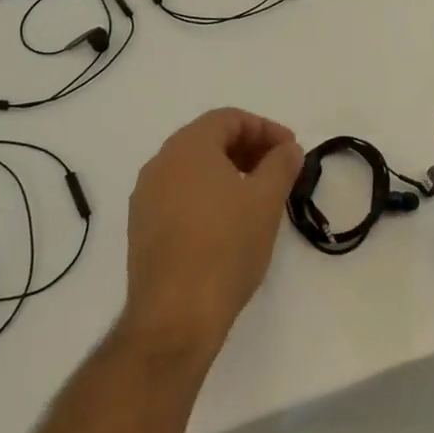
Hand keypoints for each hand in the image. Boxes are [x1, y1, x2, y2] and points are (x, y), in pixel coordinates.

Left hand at [121, 108, 305, 361]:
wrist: (175, 314)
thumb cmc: (226, 246)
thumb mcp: (266, 200)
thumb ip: (282, 165)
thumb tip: (288, 149)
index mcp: (187, 147)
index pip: (229, 118)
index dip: (265, 128)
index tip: (291, 151)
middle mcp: (160, 163)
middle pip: (208, 139)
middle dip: (248, 149)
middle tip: (279, 171)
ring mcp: (146, 196)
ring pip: (193, 168)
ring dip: (228, 172)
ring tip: (258, 197)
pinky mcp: (142, 227)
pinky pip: (179, 194)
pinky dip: (207, 195)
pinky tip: (229, 222)